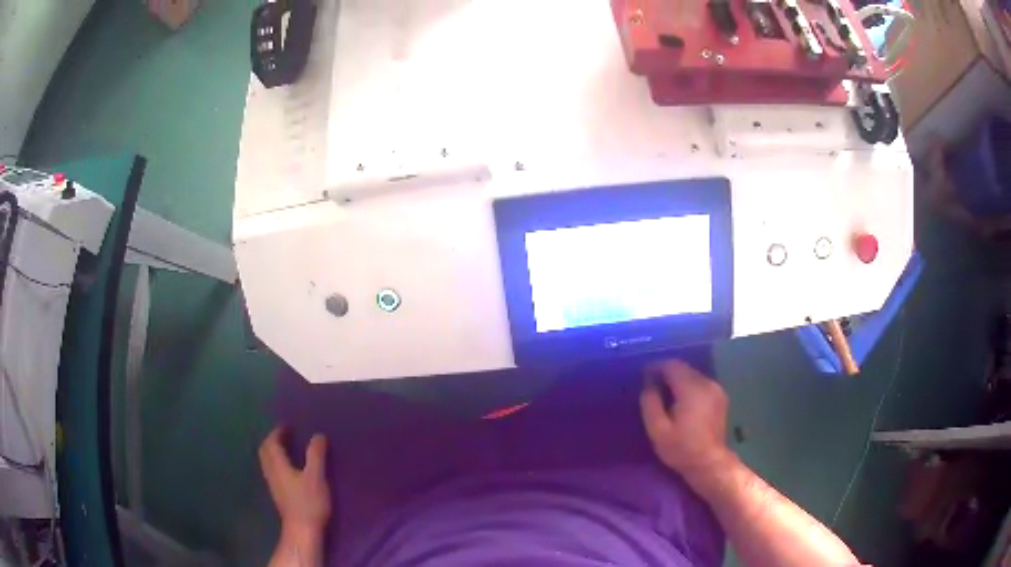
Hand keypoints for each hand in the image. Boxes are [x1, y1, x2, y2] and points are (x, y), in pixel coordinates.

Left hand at [259, 427, 331, 542]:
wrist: (302, 530)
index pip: (271, 443)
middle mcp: (271, 472)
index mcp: (278, 465)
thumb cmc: (309, 502)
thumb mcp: (316, 476)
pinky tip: (290, 469)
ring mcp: (273, 485)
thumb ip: (316, 455)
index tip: (287, 426)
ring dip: (274, 452)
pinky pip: (273, 471)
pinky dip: (278, 463)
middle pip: (265, 452)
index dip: (278, 433)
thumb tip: (317, 435)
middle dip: (273, 441)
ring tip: (288, 450)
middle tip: (285, 435)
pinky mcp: (279, 495)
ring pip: (268, 462)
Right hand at [640, 359, 732, 481]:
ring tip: (665, 393)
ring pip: (693, 375)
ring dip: (678, 380)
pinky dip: (689, 386)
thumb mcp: (657, 429)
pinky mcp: (720, 397)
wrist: (709, 463)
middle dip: (667, 373)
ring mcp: (716, 390)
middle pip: (684, 368)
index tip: (643, 374)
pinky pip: (701, 383)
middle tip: (651, 384)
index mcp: (691, 389)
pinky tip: (681, 400)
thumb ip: (650, 403)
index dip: (656, 366)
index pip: (672, 365)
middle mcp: (707, 383)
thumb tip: (648, 384)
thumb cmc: (681, 448)